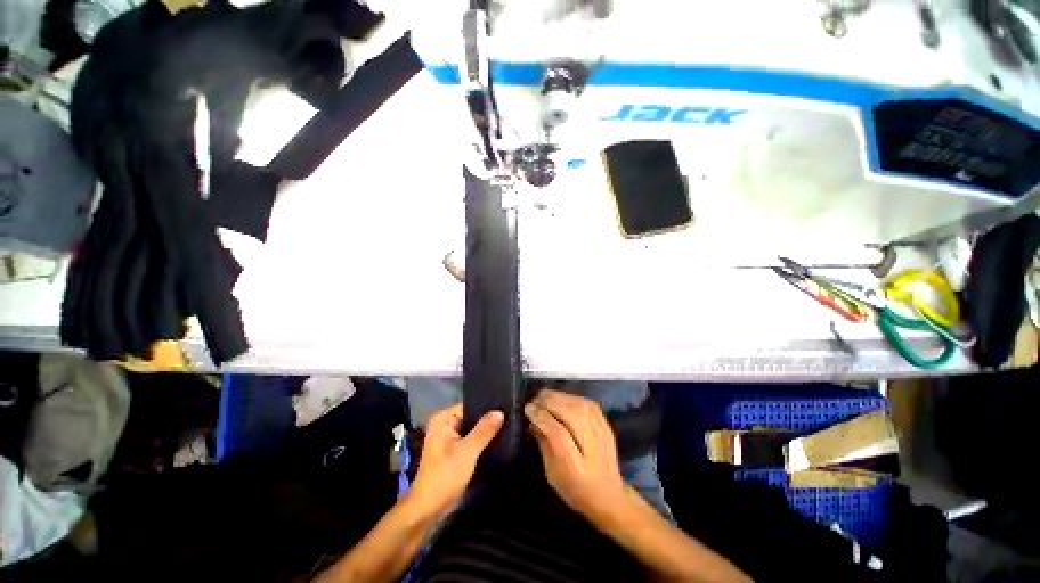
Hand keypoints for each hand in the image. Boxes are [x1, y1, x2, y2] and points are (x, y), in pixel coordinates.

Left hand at [409, 403, 503, 516]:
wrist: (428, 509)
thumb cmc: (444, 476)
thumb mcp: (467, 452)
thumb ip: (484, 431)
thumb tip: (500, 412)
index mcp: (443, 419)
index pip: (469, 405)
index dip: (486, 406)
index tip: (505, 406)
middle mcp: (445, 425)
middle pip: (471, 416)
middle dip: (487, 419)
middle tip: (509, 416)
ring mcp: (450, 438)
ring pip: (472, 429)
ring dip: (485, 431)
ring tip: (507, 425)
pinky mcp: (455, 451)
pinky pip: (471, 440)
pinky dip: (481, 441)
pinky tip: (498, 439)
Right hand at [525, 389, 625, 519]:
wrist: (609, 496)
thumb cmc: (575, 489)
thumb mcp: (552, 474)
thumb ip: (544, 445)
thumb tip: (533, 421)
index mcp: (576, 465)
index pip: (557, 432)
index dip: (541, 417)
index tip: (528, 409)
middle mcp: (592, 444)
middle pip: (570, 413)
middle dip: (548, 402)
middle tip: (534, 400)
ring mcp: (602, 432)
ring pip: (578, 404)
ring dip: (558, 397)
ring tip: (544, 397)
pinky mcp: (606, 424)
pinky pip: (587, 403)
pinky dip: (571, 397)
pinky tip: (561, 398)